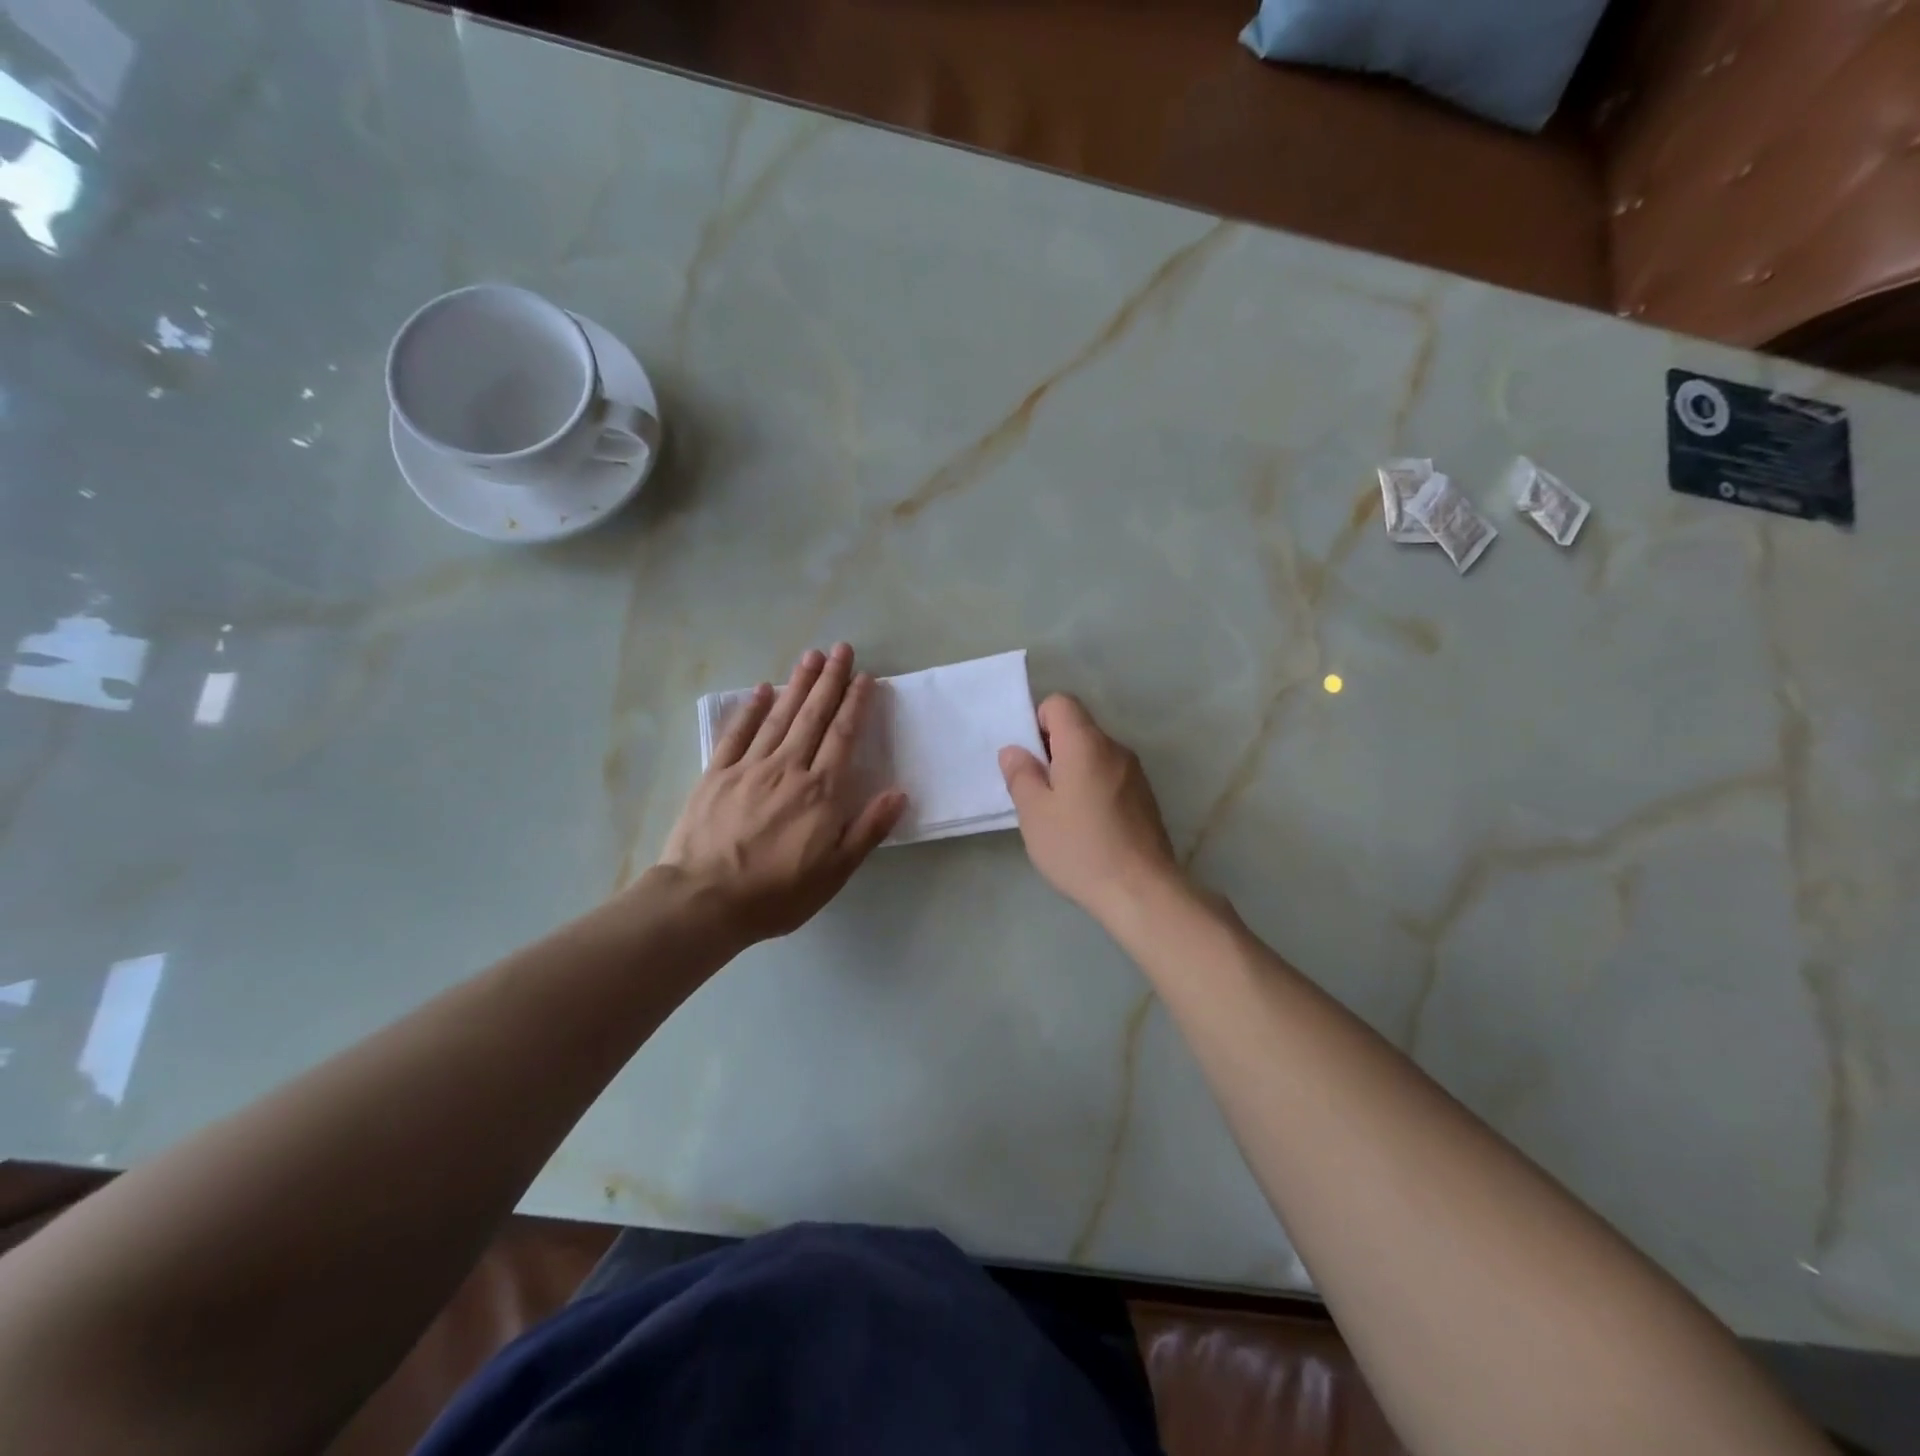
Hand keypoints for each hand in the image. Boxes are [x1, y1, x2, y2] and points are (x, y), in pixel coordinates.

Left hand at [657, 644, 906, 946]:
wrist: (705, 901)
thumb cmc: (778, 893)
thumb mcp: (836, 872)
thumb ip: (868, 829)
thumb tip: (899, 792)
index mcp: (821, 791)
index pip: (843, 736)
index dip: (856, 704)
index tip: (865, 677)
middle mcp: (788, 769)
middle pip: (813, 716)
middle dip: (830, 680)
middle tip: (842, 648)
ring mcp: (749, 768)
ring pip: (779, 717)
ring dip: (797, 684)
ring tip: (811, 656)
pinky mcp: (716, 775)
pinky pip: (737, 734)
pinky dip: (751, 709)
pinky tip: (763, 690)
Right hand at [999, 694, 1181, 921]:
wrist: (1141, 891)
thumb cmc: (1080, 847)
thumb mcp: (1035, 813)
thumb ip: (1021, 774)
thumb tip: (1014, 750)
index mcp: (1086, 743)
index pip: (1060, 702)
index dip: (1037, 721)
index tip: (1029, 759)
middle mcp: (1115, 748)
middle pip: (1078, 728)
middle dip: (1052, 750)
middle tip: (1036, 791)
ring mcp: (1135, 773)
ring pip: (1094, 755)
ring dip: (1073, 772)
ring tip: (1060, 814)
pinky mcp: (1145, 798)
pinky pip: (1110, 777)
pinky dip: (1093, 789)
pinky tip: (1086, 827)